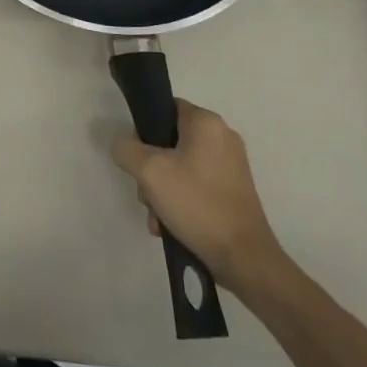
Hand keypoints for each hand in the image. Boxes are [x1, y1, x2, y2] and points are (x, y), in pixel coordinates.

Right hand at [110, 98, 288, 297]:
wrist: (244, 257)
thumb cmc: (196, 203)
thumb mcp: (149, 171)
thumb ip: (126, 148)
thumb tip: (123, 144)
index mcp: (207, 122)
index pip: (165, 108)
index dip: (144, 129)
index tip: (136, 156)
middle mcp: (223, 137)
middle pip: (169, 141)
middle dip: (151, 169)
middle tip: (146, 193)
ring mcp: (231, 165)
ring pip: (180, 166)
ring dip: (162, 190)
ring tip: (158, 218)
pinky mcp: (234, 190)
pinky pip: (196, 185)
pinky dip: (180, 200)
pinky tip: (170, 226)